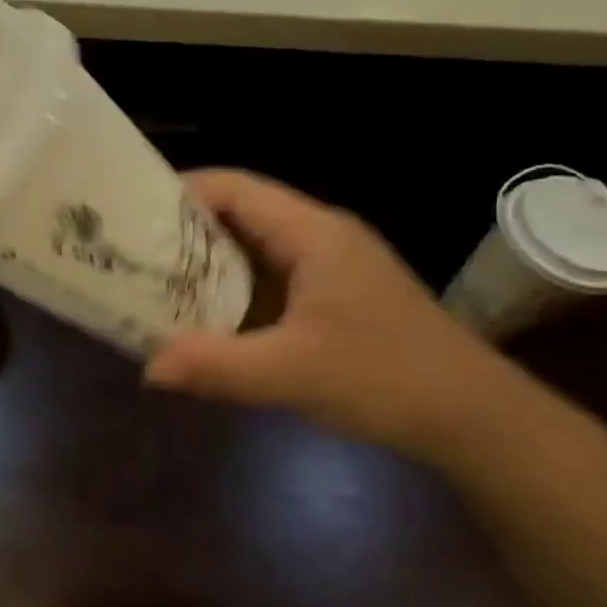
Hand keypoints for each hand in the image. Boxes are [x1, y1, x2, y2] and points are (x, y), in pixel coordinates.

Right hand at [144, 170, 527, 461]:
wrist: (474, 417)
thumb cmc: (387, 378)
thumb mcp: (293, 373)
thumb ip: (217, 365)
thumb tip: (147, 368)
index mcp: (313, 233)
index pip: (236, 188)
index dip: (182, 192)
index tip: (133, 214)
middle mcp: (319, 235)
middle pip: (240, 212)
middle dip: (185, 230)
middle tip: (133, 252)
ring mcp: (329, 265)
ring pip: (254, 246)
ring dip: (208, 262)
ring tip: (155, 281)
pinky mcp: (333, 294)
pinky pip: (270, 276)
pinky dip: (233, 288)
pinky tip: (205, 315)